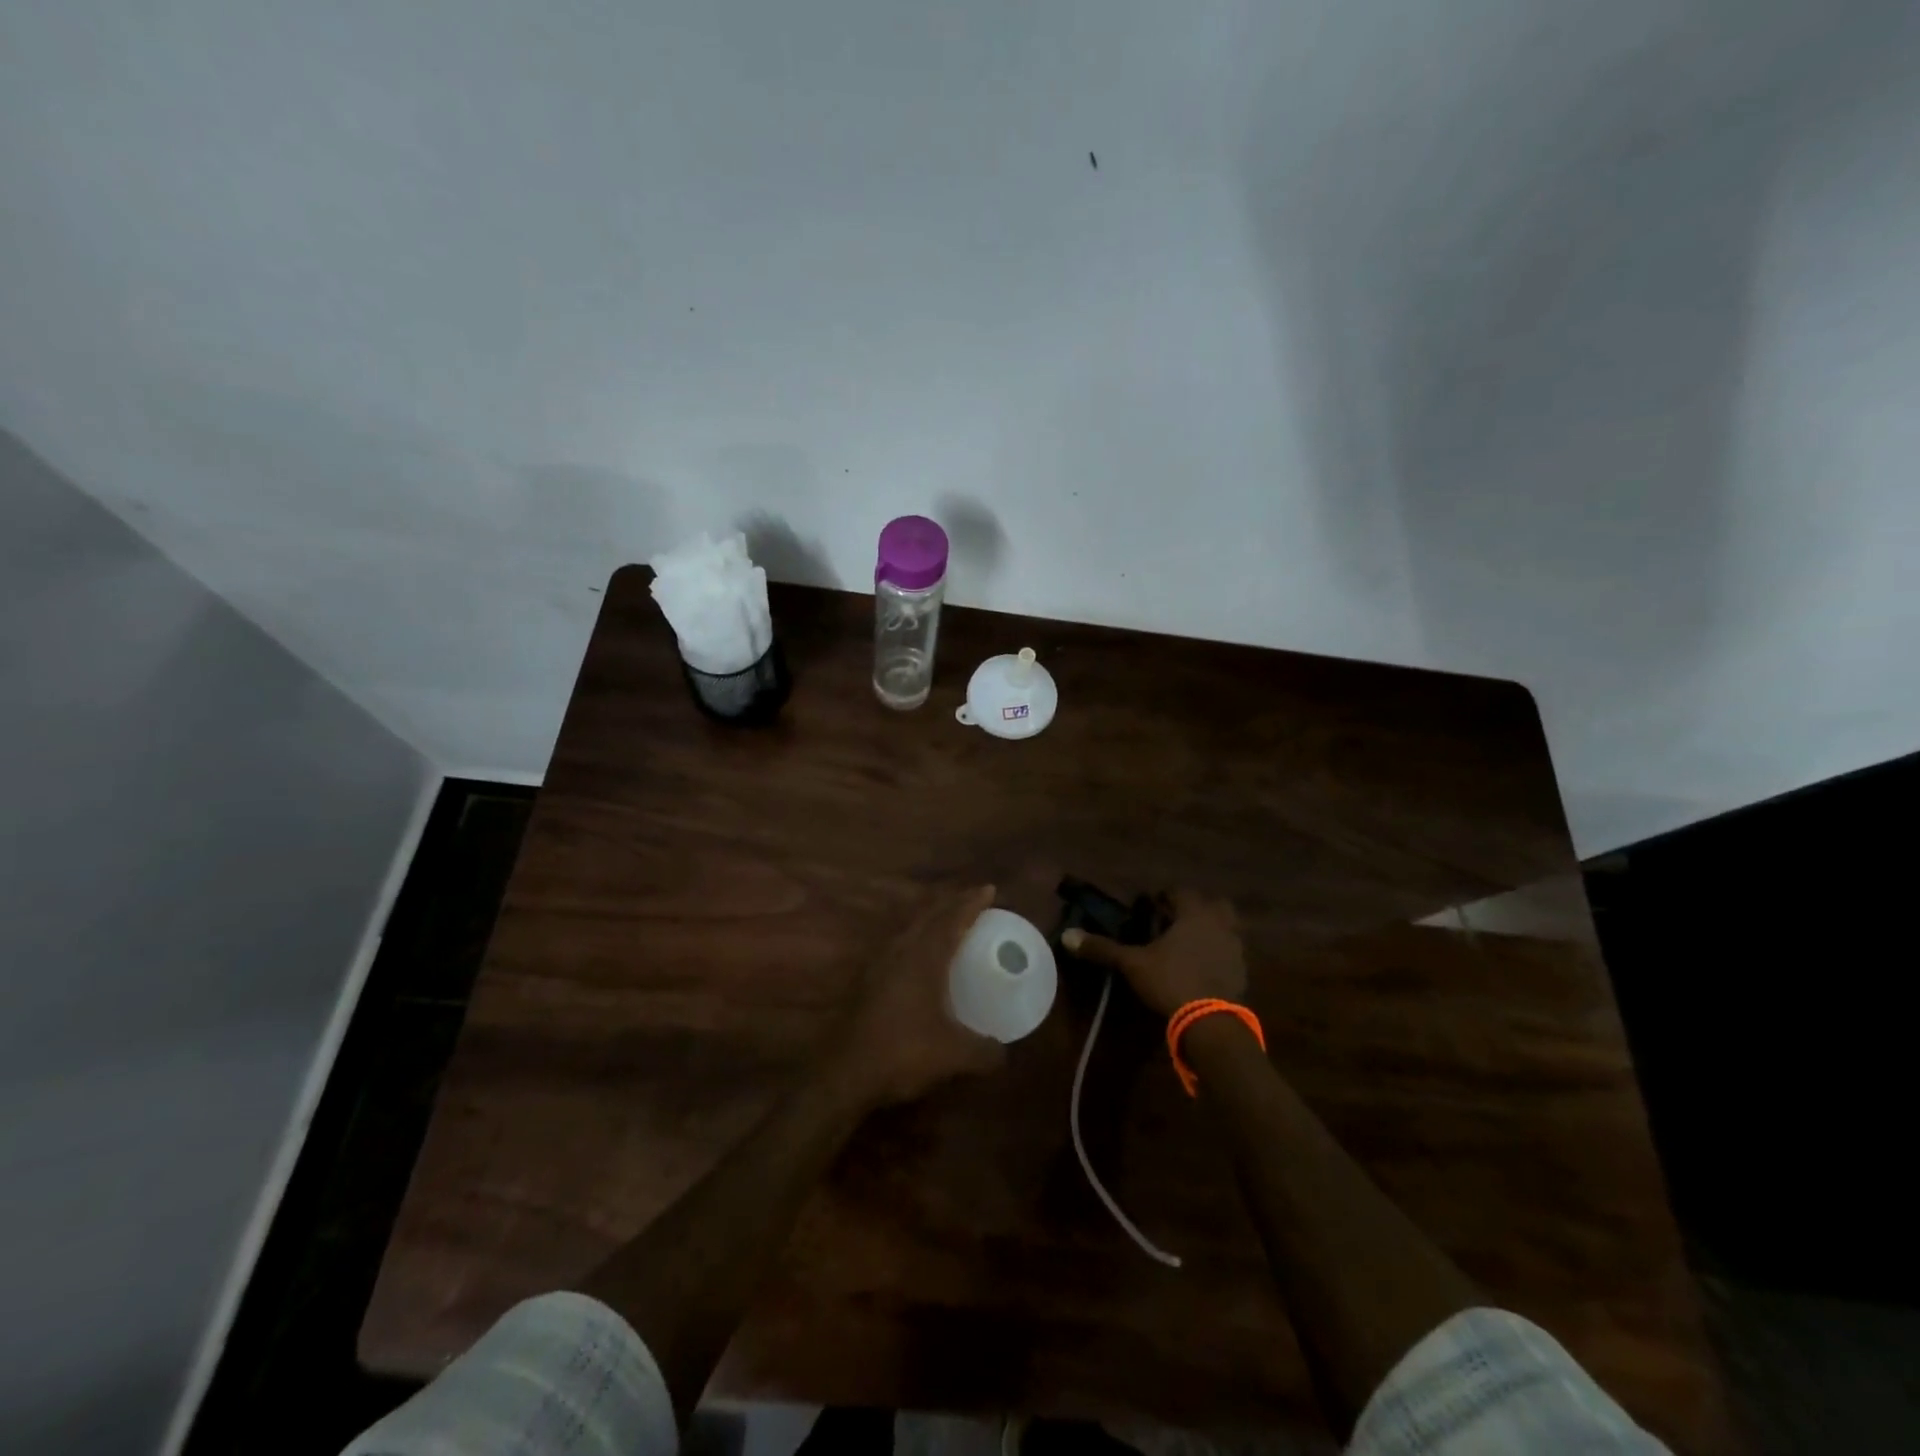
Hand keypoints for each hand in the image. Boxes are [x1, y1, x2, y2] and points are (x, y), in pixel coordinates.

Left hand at [822, 885, 1005, 1108]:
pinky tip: (918, 956)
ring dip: (930, 919)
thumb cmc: (903, 1053)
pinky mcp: (866, 981)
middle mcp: (900, 951)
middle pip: (928, 916)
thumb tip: (1003, 1053)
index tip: (989, 890)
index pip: (951, 919)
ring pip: (909, 929)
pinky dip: (915, 940)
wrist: (845, 1073)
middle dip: (951, 904)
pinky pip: (897, 946)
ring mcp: (878, 965)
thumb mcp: (954, 1055)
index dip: (971, 903)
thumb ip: (984, 1051)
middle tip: (972, 900)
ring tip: (947, 921)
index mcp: (924, 957)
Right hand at [1061, 889, 1245, 1016]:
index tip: (1151, 906)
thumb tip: (1068, 935)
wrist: (1211, 1023)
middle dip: (1196, 909)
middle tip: (1175, 922)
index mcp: (1194, 914)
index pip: (1181, 892)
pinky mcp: (1242, 973)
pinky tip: (1201, 969)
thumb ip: (1103, 948)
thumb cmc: (1171, 981)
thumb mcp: (1132, 964)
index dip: (1165, 897)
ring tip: (1187, 946)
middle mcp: (1219, 925)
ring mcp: (1235, 949)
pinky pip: (1229, 953)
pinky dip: (1217, 955)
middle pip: (1214, 905)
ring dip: (1209, 931)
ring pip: (1226, 929)